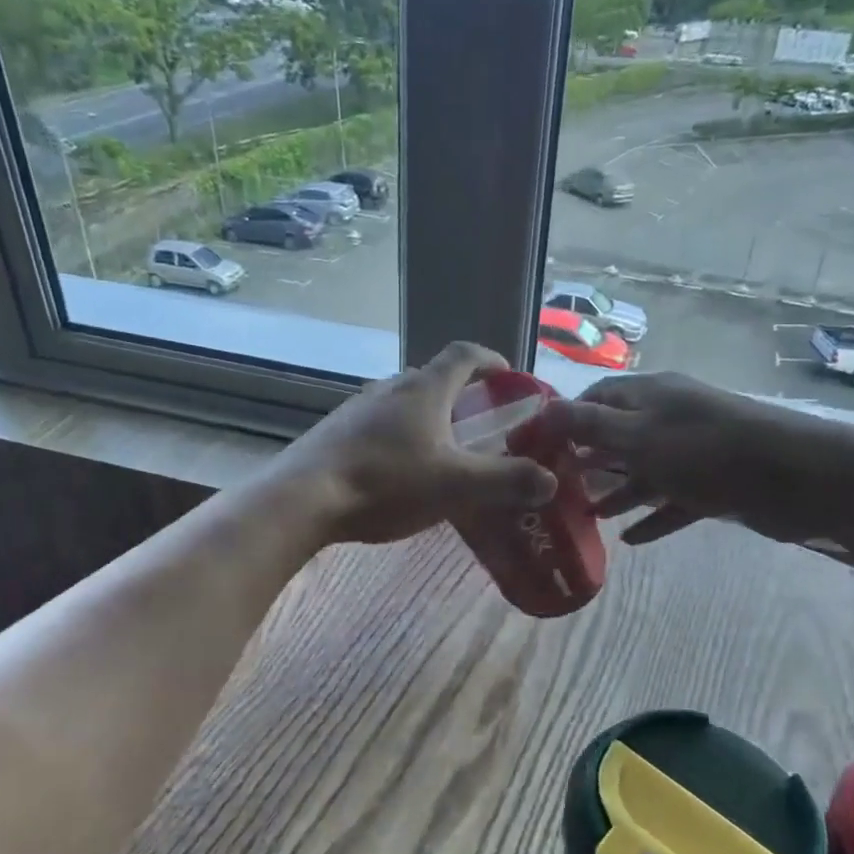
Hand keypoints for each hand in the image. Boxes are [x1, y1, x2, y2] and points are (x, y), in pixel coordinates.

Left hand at [274, 342, 558, 545]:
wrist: (304, 498)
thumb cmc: (386, 483)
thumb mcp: (456, 486)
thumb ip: (506, 481)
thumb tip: (550, 480)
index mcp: (425, 389)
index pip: (464, 355)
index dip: (491, 360)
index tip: (509, 377)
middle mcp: (391, 388)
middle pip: (434, 379)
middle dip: (462, 396)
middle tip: (481, 425)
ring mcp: (358, 408)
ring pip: (404, 403)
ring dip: (429, 418)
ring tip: (443, 452)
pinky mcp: (337, 432)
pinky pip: (380, 425)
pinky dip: (401, 437)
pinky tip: (400, 472)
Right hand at [539, 372, 853, 545]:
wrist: (797, 477)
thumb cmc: (708, 450)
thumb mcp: (640, 435)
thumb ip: (590, 426)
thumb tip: (542, 411)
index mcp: (649, 396)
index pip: (596, 399)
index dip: (565, 421)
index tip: (537, 450)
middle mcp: (668, 419)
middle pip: (618, 437)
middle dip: (588, 462)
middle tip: (555, 490)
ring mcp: (693, 453)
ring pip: (644, 472)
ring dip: (617, 492)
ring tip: (588, 517)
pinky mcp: (714, 485)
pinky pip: (674, 502)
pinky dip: (653, 517)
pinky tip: (631, 541)